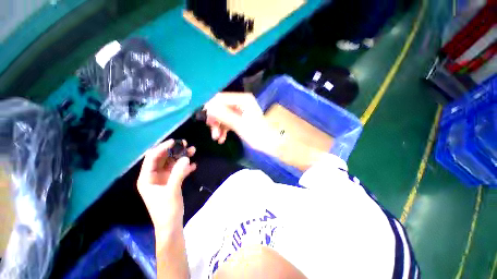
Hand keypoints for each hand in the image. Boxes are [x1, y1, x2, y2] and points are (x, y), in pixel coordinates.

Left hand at [137, 139, 195, 229]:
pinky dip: (185, 167)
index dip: (162, 148)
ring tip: (193, 151)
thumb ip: (178, 173)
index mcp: (147, 178)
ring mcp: (164, 179)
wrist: (171, 225)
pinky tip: (194, 166)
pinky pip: (178, 171)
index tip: (174, 142)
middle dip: (174, 151)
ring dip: (182, 157)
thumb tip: (186, 158)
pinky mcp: (172, 182)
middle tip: (186, 144)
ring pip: (172, 163)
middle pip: (163, 159)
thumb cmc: (167, 210)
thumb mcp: (172, 191)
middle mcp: (154, 176)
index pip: (152, 158)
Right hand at [204, 92, 278, 155]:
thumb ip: (224, 115)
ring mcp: (242, 112)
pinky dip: (225, 129)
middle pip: (221, 107)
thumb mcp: (240, 126)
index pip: (220, 98)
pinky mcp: (242, 120)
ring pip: (224, 116)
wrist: (274, 146)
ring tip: (217, 138)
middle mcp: (242, 103)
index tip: (204, 118)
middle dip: (215, 119)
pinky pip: (229, 122)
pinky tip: (222, 139)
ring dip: (219, 126)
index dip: (210, 107)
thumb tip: (207, 106)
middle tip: (212, 131)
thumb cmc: (259, 135)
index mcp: (243, 100)